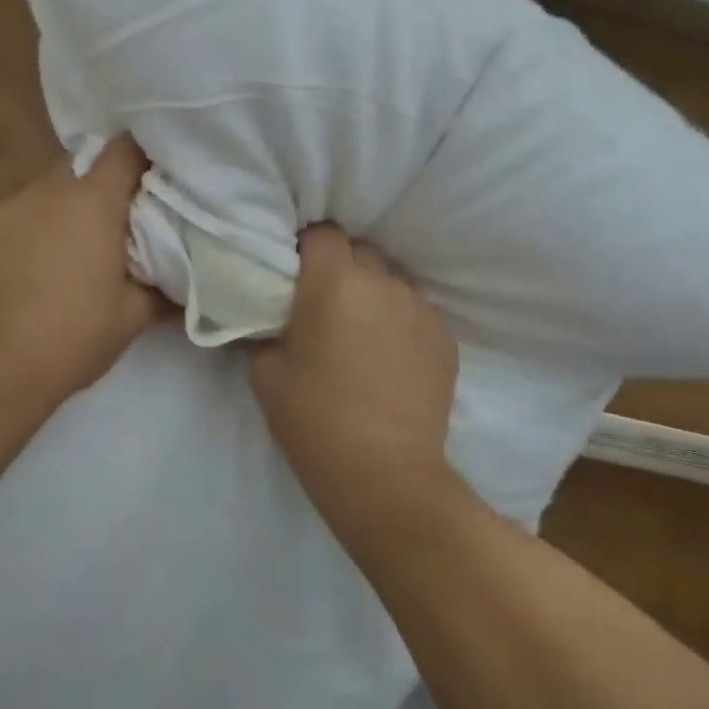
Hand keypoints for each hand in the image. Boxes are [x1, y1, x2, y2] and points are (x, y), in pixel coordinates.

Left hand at [0, 136, 168, 414]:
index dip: (139, 159)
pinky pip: (0, 220)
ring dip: (50, 216)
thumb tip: (183, 283)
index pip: (124, 149)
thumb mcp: (130, 318)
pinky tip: (9, 276)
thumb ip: (160, 288)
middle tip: (103, 230)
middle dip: (93, 191)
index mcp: (91, 202)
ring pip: (36, 197)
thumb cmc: (70, 339)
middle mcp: (43, 190)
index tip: (147, 181)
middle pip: (77, 169)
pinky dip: (12, 236)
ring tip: (51, 260)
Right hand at [249, 225, 460, 539]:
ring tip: (362, 331)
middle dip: (341, 267)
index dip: (307, 246)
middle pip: (360, 251)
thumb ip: (263, 332)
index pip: (322, 233)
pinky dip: (399, 321)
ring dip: (373, 293)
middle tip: (325, 302)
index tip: (296, 271)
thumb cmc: (314, 420)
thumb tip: (265, 319)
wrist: (385, 475)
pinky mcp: (445, 335)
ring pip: (390, 280)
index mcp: (334, 282)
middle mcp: (382, 281)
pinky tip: (390, 356)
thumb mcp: (266, 375)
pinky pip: (415, 311)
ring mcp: (419, 307)